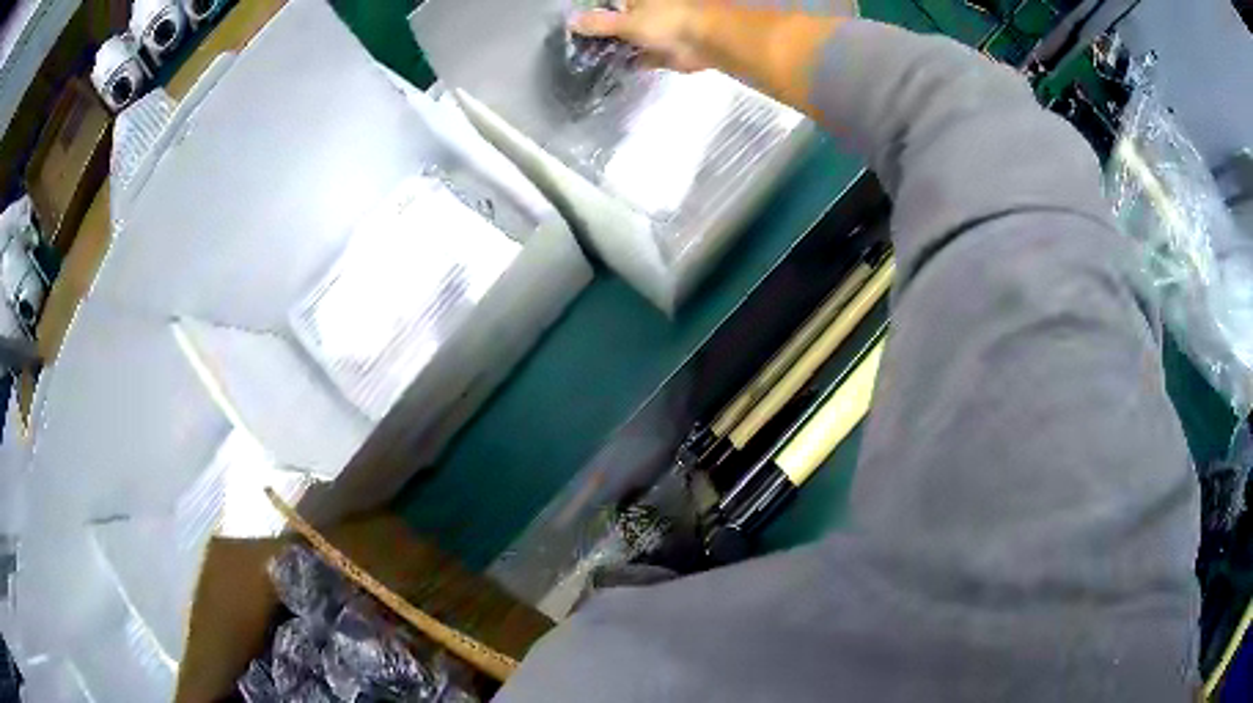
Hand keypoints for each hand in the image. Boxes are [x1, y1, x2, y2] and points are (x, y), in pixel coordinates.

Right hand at [569, 1, 711, 72]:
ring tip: (586, 61)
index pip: (608, 5)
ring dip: (612, 49)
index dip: (591, 15)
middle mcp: (645, 13)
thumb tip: (570, 21)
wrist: (707, 42)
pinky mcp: (662, 52)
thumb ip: (598, 23)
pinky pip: (640, 58)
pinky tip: (610, 71)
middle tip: (575, 48)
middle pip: (616, 22)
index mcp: (636, 0)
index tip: (572, 28)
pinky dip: (628, 63)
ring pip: (627, 40)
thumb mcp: (626, 21)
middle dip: (599, 34)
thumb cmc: (667, 21)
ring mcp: (654, 32)